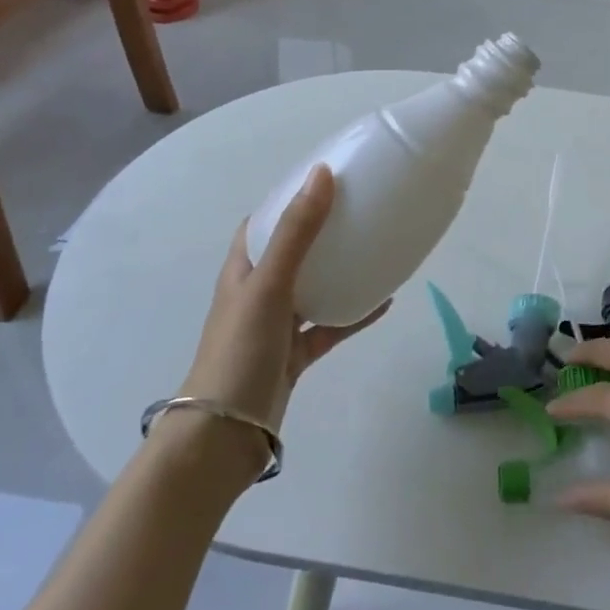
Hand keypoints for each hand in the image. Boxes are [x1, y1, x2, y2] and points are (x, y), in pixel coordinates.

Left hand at [180, 166, 384, 465]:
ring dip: (339, 271)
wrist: (225, 435)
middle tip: (359, 209)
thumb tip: (323, 174)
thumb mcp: (269, 284)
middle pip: (291, 252)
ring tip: (375, 248)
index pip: (262, 223)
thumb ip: (297, 232)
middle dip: (321, 231)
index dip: (288, 200)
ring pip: (313, 288)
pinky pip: (329, 326)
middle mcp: (258, 293)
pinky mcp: (294, 355)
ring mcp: (276, 326)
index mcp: (242, 270)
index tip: (325, 181)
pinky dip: (353, 314)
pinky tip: (384, 302)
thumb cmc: (240, 350)